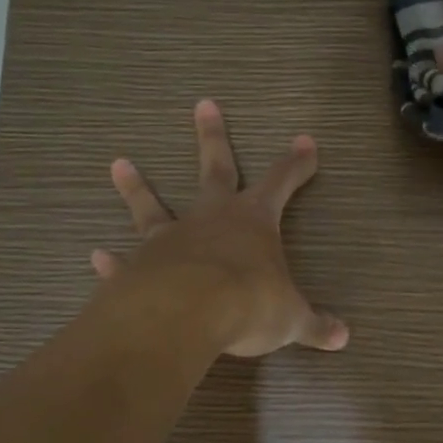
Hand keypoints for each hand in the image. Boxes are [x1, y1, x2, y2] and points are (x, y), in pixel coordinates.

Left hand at [91, 100, 349, 357]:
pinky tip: (98, 256)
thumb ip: (314, 325)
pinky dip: (112, 261)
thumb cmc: (248, 304)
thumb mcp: (290, 318)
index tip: (306, 142)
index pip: (282, 181)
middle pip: (215, 168)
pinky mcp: (139, 266)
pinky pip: (125, 261)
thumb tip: (344, 338)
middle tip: (204, 104)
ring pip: (152, 206)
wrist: (186, 315)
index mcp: (253, 221)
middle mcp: (210, 219)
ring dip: (137, 186)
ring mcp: (170, 239)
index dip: (296, 163)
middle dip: (213, 137)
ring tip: (119, 163)